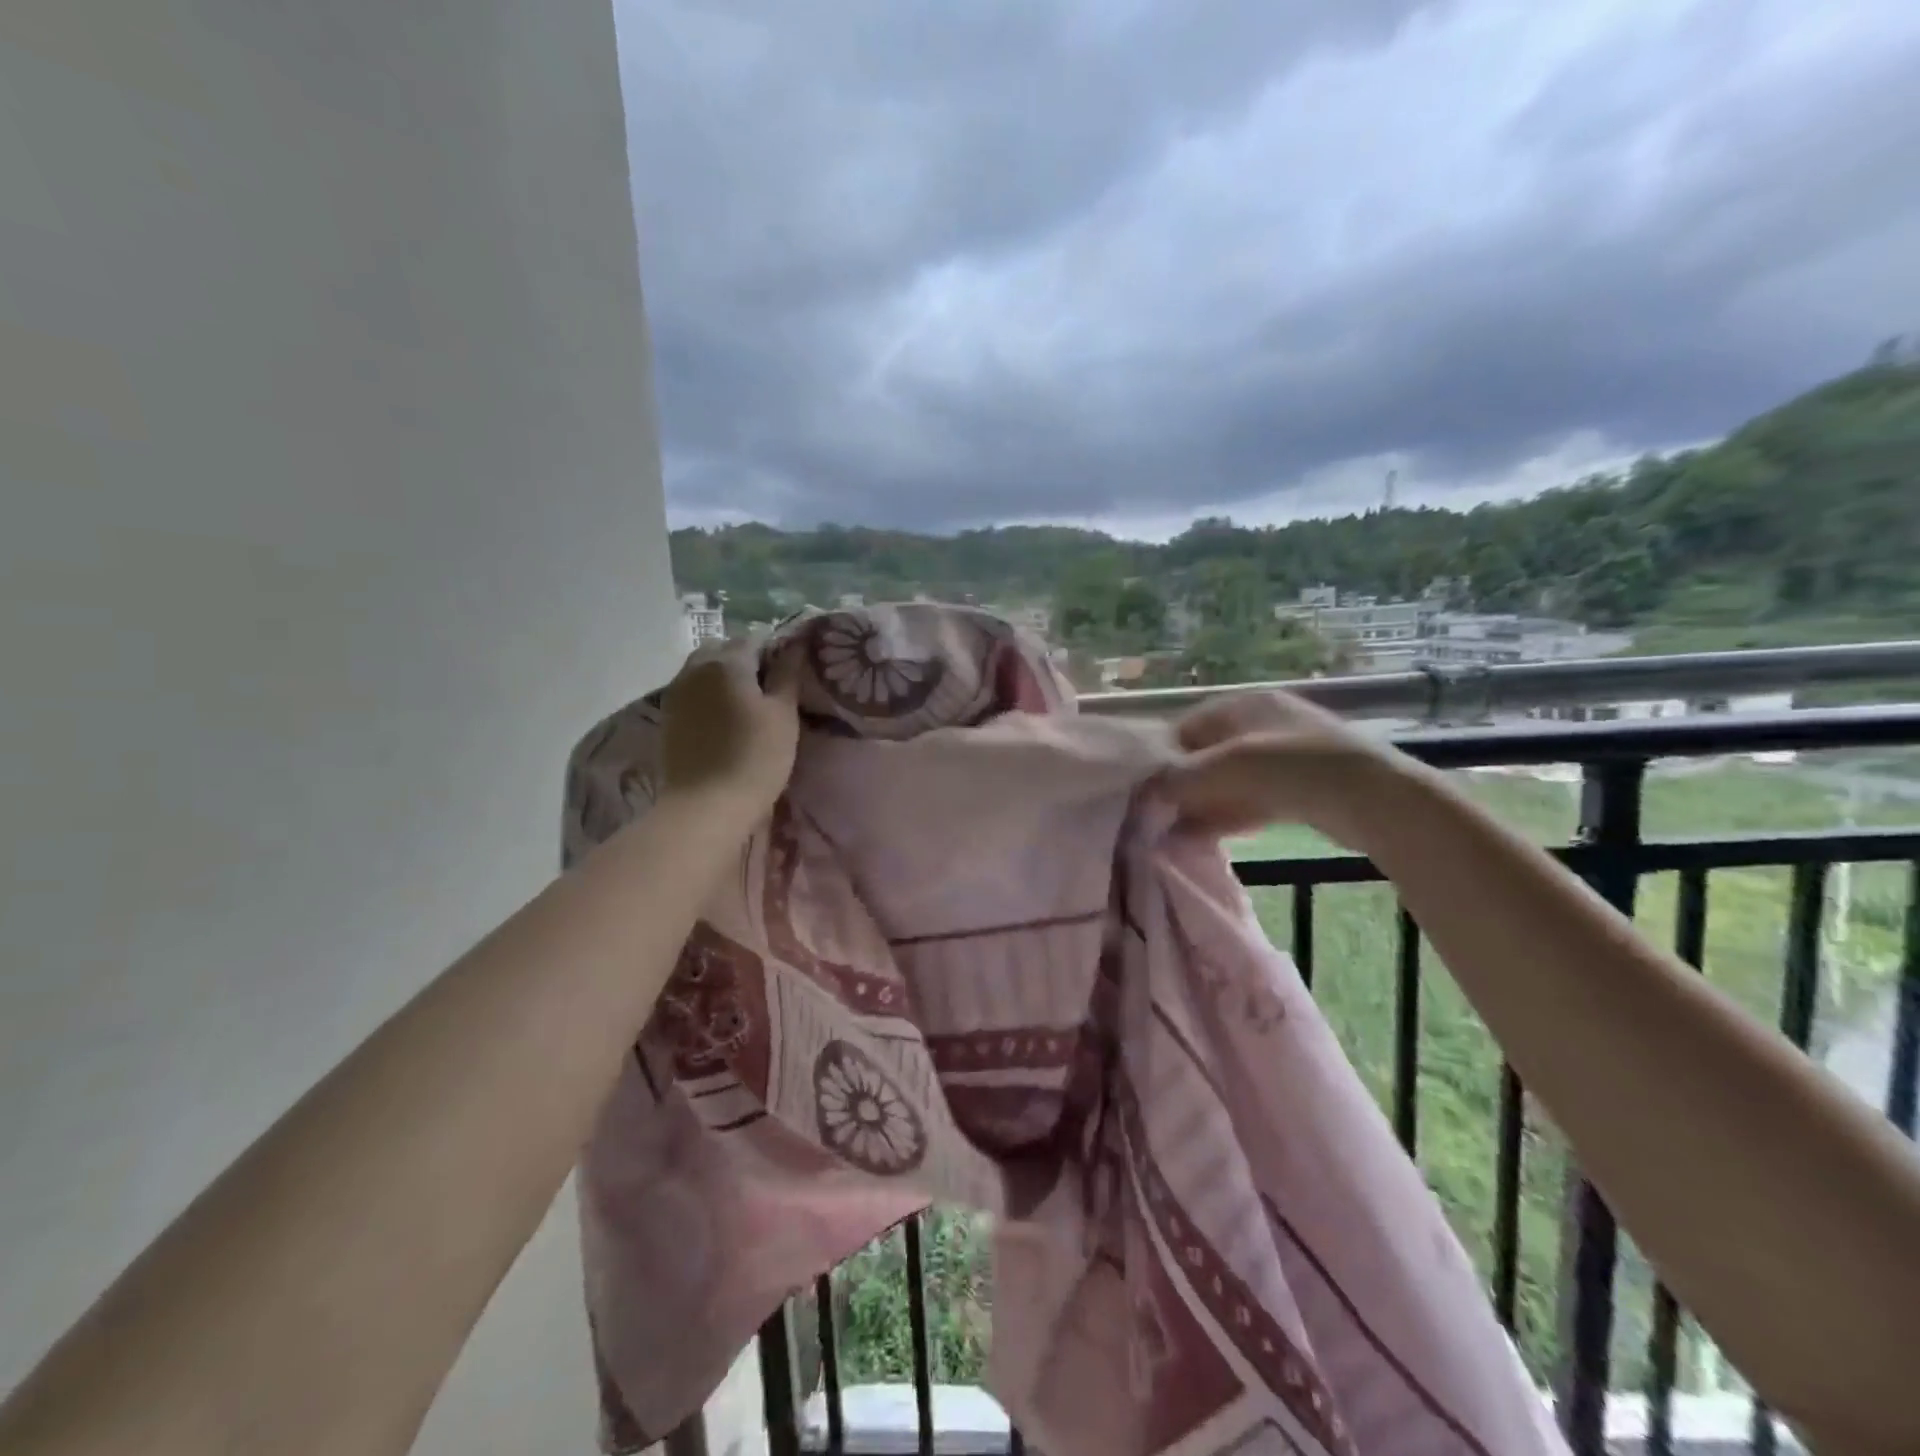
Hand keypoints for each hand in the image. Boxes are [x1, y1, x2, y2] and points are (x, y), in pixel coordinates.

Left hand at [659, 640, 799, 820]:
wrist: (705, 807)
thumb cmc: (755, 758)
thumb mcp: (784, 715)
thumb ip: (787, 674)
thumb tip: (795, 644)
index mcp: (726, 661)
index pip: (756, 639)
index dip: (775, 653)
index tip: (789, 678)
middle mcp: (695, 668)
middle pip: (723, 651)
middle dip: (745, 662)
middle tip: (768, 692)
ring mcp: (676, 693)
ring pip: (704, 671)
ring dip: (725, 679)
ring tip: (746, 708)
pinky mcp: (667, 718)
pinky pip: (692, 693)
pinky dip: (708, 698)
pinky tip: (724, 722)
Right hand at [1160, 689, 1413, 844]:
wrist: (1375, 799)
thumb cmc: (1294, 768)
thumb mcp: (1228, 766)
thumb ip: (1181, 776)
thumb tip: (1146, 790)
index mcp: (1245, 705)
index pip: (1188, 727)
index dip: (1164, 757)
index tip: (1144, 788)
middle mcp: (1261, 725)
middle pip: (1206, 757)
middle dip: (1182, 787)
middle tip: (1157, 816)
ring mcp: (1282, 758)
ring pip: (1227, 782)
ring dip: (1201, 806)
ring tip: (1173, 834)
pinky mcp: (1297, 790)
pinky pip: (1249, 801)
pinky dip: (1226, 816)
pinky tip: (1203, 838)